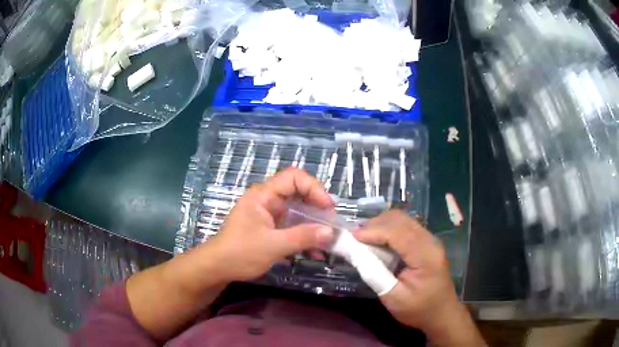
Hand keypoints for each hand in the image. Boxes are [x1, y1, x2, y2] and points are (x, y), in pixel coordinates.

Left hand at [203, 167, 334, 281]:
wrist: (218, 268)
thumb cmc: (240, 253)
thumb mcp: (273, 245)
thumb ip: (303, 237)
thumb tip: (331, 232)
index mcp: (263, 196)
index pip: (293, 177)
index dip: (314, 188)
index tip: (327, 207)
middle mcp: (268, 201)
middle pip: (299, 194)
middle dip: (318, 209)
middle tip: (332, 225)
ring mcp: (270, 216)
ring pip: (298, 213)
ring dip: (314, 226)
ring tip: (329, 241)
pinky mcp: (271, 230)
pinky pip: (293, 228)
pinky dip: (305, 238)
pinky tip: (316, 253)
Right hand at [355, 210, 484, 346]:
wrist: (442, 313)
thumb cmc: (419, 309)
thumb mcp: (393, 298)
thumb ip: (374, 275)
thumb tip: (354, 253)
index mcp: (425, 255)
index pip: (397, 232)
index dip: (372, 231)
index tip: (351, 237)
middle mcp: (430, 241)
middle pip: (400, 219)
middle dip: (375, 225)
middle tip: (356, 239)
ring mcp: (430, 239)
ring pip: (402, 219)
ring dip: (381, 225)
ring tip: (364, 240)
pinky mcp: (427, 242)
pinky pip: (405, 226)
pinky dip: (388, 230)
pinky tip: (379, 242)